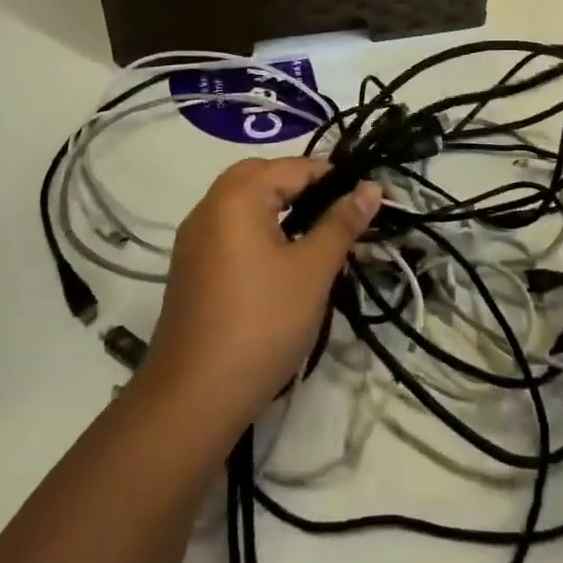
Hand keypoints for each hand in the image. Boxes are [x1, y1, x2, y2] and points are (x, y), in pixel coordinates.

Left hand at [142, 158, 381, 440]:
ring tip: (318, 235)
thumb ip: (342, 222)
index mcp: (236, 198)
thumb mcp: (313, 270)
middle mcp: (208, 208)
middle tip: (338, 210)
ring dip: (279, 208)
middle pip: (260, 177)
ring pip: (242, 204)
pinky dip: (259, 231)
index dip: (334, 177)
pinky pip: (230, 231)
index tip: (368, 197)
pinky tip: (284, 261)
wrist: (196, 395)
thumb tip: (371, 187)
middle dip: (302, 186)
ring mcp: (193, 241)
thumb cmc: (263, 322)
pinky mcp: (191, 269)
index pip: (292, 167)